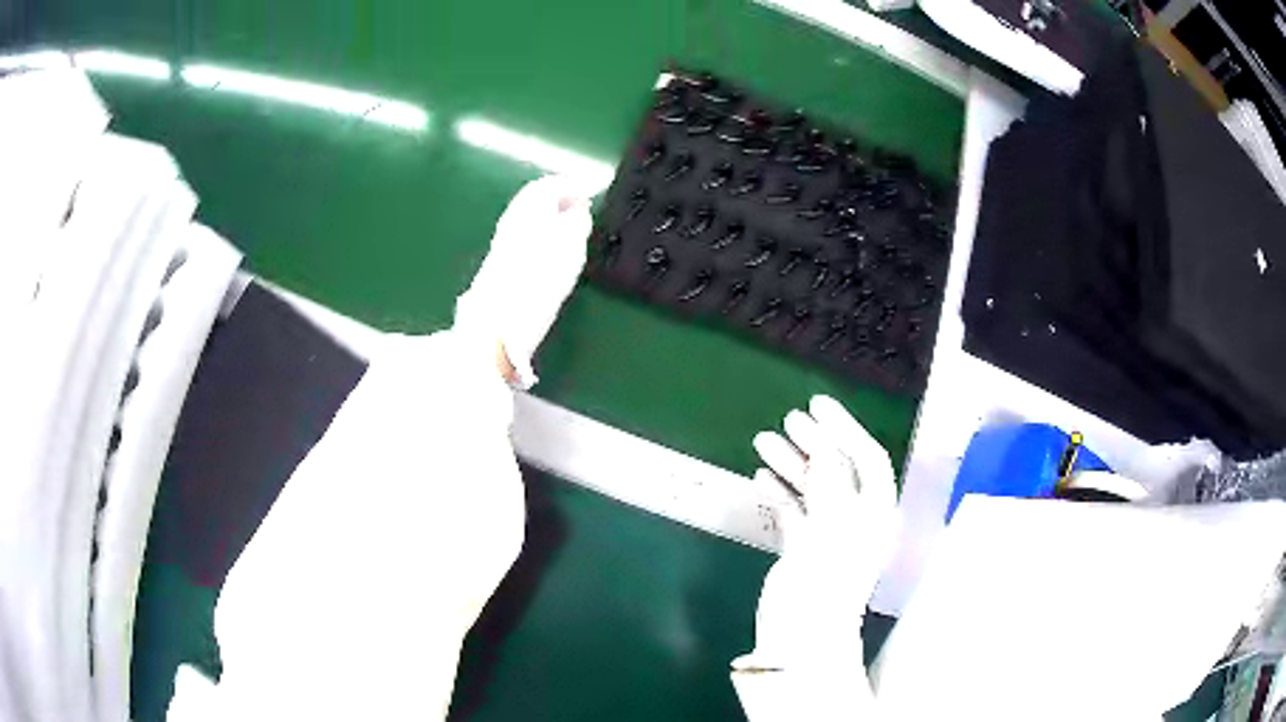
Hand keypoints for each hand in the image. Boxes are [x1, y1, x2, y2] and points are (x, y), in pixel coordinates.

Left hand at [454, 175, 592, 387]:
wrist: (495, 328)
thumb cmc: (535, 286)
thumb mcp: (568, 250)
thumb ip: (576, 224)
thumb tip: (578, 211)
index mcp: (528, 212)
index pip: (548, 186)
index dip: (571, 185)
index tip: (591, 191)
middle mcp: (512, 222)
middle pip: (534, 200)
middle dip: (558, 199)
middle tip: (581, 206)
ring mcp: (502, 244)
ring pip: (528, 218)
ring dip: (549, 217)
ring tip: (571, 227)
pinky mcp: (499, 266)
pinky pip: (524, 236)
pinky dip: (541, 233)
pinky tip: (552, 249)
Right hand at [736, 395, 899, 675]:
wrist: (800, 643)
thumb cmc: (821, 588)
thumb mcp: (830, 533)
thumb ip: (831, 486)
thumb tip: (827, 448)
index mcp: (874, 514)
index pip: (867, 459)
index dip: (845, 428)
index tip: (816, 405)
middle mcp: (856, 520)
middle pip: (839, 470)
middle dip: (815, 442)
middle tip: (787, 421)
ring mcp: (829, 536)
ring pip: (814, 489)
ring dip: (791, 463)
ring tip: (763, 441)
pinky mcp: (804, 551)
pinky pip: (794, 512)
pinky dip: (779, 493)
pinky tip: (760, 479)